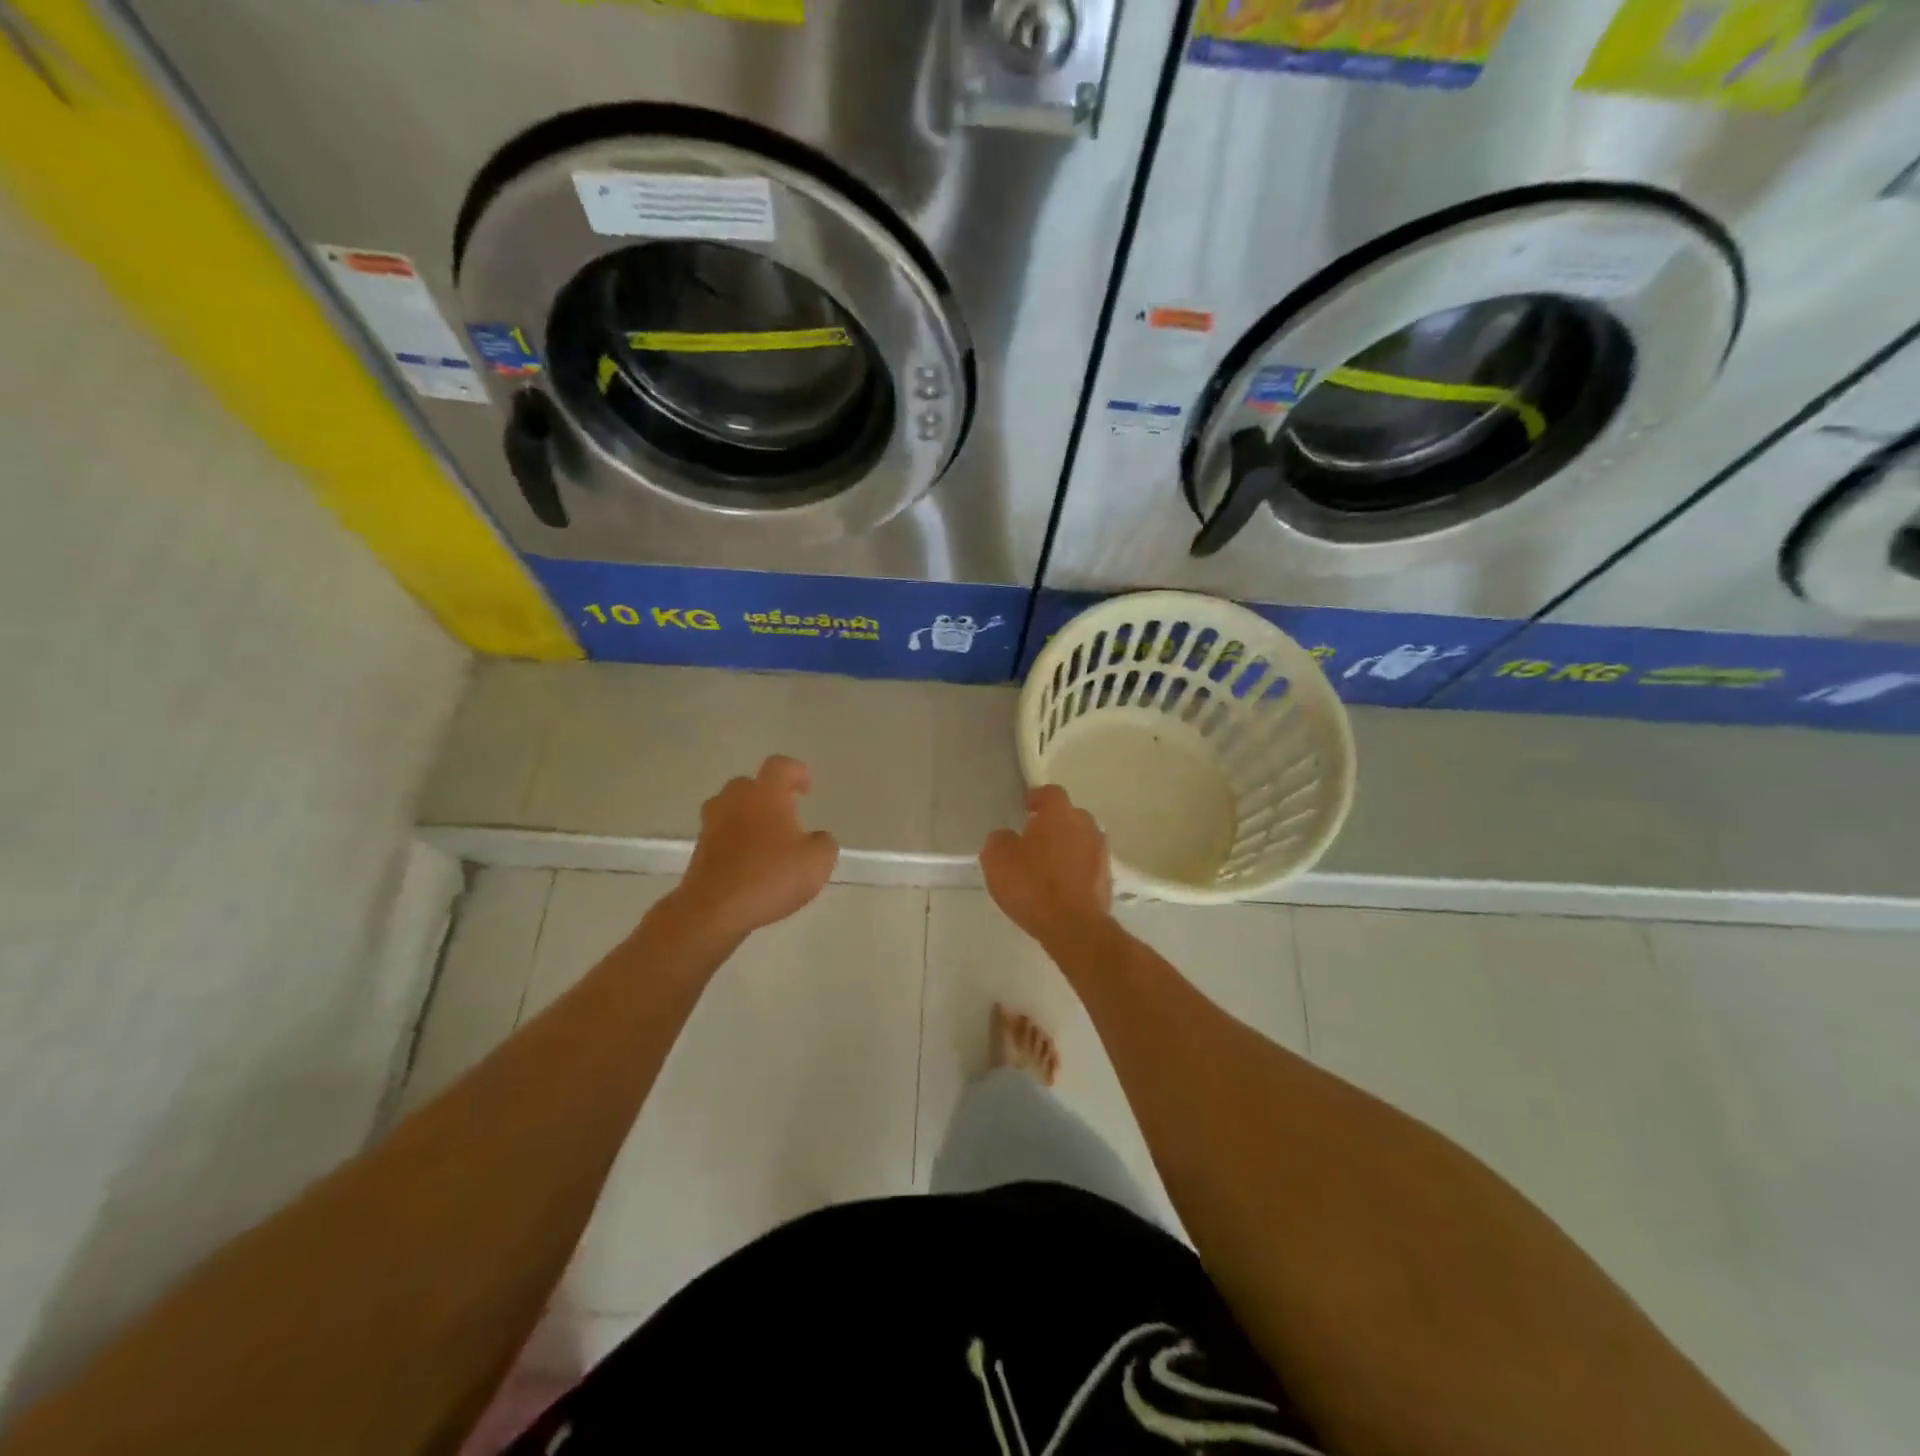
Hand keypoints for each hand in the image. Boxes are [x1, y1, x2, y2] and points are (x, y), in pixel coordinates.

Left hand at [669, 756, 838, 944]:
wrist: (713, 910)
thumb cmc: (770, 877)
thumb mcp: (817, 862)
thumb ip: (824, 843)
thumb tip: (818, 839)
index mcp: (765, 794)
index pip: (780, 766)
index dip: (796, 772)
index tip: (806, 788)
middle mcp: (734, 800)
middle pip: (750, 784)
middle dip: (769, 794)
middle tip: (786, 813)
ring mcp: (712, 824)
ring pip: (732, 808)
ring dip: (749, 816)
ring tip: (767, 838)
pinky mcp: (699, 849)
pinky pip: (722, 834)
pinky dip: (736, 840)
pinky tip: (751, 862)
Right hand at [980, 784, 1113, 949]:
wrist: (1073, 927)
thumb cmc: (1032, 885)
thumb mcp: (997, 859)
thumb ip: (999, 840)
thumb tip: (1006, 837)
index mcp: (1060, 813)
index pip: (1050, 793)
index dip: (1036, 798)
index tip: (1024, 807)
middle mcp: (1086, 825)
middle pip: (1069, 816)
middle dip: (1052, 823)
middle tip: (1032, 837)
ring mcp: (1100, 853)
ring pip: (1080, 840)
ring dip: (1065, 847)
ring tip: (1045, 864)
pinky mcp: (1107, 879)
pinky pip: (1086, 865)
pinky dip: (1074, 869)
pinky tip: (1059, 886)